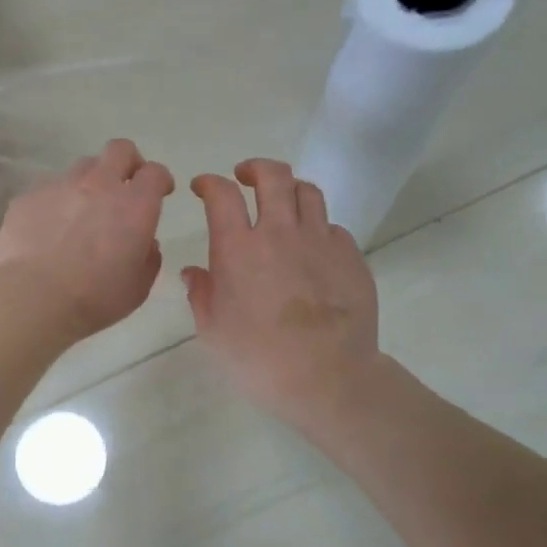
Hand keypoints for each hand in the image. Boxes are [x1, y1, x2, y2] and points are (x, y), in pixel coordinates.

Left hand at [0, 139, 174, 340]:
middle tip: (125, 186)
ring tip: (82, 210)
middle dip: (128, 162)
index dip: (160, 179)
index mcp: (134, 205)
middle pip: (119, 150)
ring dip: (90, 182)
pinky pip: (49, 188)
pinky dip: (56, 202)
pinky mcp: (28, 196)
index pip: (155, 172)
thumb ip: (149, 258)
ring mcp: (60, 186)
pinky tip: (49, 228)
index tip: (161, 191)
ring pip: (82, 167)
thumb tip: (146, 243)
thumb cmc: (95, 297)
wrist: (33, 298)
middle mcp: (99, 184)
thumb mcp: (139, 286)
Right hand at [184, 159, 382, 430]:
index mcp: (238, 249)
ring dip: (290, 190)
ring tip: (282, 204)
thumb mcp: (212, 332)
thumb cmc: (258, 360)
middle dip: (255, 168)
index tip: (203, 187)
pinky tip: (312, 248)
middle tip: (246, 177)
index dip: (210, 183)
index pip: (222, 194)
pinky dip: (318, 228)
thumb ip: (201, 294)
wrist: (329, 378)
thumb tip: (195, 272)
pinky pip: (334, 227)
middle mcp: (280, 233)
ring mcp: (320, 241)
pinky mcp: (351, 257)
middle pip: (272, 176)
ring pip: (308, 192)